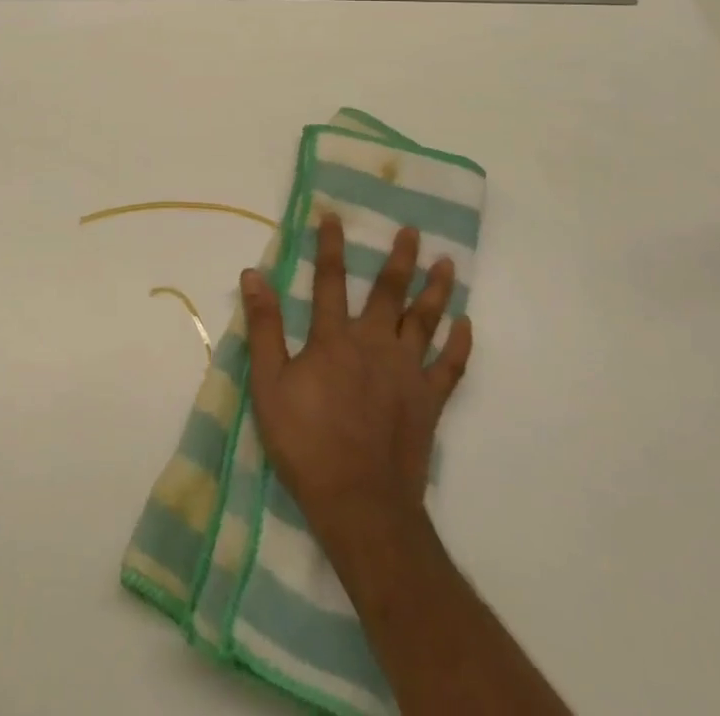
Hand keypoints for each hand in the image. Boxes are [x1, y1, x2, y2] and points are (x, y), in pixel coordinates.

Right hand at [239, 213, 472, 541]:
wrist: (360, 503)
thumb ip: (264, 327)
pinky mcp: (429, 402)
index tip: (333, 216)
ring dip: (436, 290)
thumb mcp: (269, 385)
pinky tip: (466, 324)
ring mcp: (407, 372)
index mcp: (334, 339)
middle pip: (389, 293)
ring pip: (425, 321)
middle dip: (400, 259)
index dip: (329, 246)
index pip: (329, 280)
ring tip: (447, 264)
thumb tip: (253, 274)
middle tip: (413, 231)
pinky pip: (450, 367)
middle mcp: (374, 344)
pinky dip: (459, 344)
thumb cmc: (307, 443)